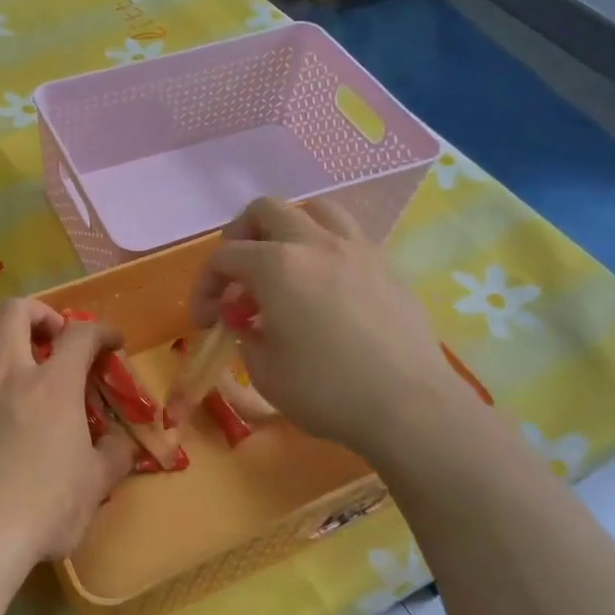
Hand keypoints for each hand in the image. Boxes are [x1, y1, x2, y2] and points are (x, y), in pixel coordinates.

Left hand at [0, 299, 135, 581]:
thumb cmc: (44, 510)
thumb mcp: (96, 485)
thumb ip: (114, 456)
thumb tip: (121, 442)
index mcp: (54, 386)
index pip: (81, 335)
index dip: (102, 330)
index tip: (111, 342)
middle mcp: (6, 374)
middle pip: (14, 311)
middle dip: (37, 312)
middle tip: (48, 335)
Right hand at [191, 197, 471, 459]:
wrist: (409, 405)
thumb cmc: (326, 390)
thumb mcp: (263, 371)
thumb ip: (246, 335)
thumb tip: (248, 322)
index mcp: (276, 266)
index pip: (224, 257)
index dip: (204, 287)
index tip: (204, 321)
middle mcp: (314, 243)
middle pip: (266, 210)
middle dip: (240, 237)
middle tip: (237, 274)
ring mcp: (357, 248)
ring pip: (315, 209)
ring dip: (289, 228)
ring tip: (284, 263)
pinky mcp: (387, 264)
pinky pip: (349, 235)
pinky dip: (326, 247)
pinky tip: (326, 284)